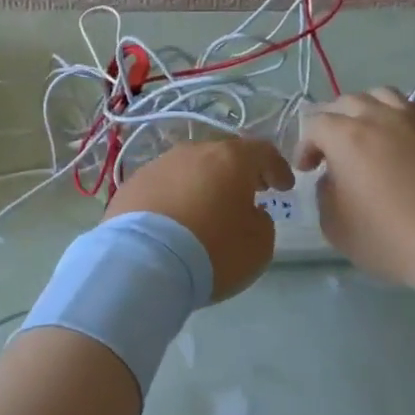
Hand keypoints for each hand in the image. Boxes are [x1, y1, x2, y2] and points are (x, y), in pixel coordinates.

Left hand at [106, 138, 293, 300]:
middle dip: (236, 172)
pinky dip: (173, 197)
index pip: (262, 152)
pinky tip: (173, 219)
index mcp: (230, 159)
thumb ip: (261, 221)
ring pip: (188, 168)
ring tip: (206, 207)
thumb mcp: (259, 244)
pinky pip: (162, 186)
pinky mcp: (131, 185)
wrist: (142, 262)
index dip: (277, 167)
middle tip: (247, 191)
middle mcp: (192, 152)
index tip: (284, 185)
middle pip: (221, 156)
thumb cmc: (212, 250)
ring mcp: (157, 166)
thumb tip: (248, 212)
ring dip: (201, 183)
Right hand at [294, 89, 414, 284]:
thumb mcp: (334, 224)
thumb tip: (333, 177)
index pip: (314, 125)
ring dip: (365, 111)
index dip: (305, 146)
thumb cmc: (388, 237)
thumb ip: (324, 193)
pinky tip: (399, 140)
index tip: (308, 170)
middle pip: (345, 102)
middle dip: (332, 123)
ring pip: (380, 96)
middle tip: (332, 151)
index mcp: (345, 136)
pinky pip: (410, 108)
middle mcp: (377, 116)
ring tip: (366, 135)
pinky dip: (396, 117)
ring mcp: (413, 118)